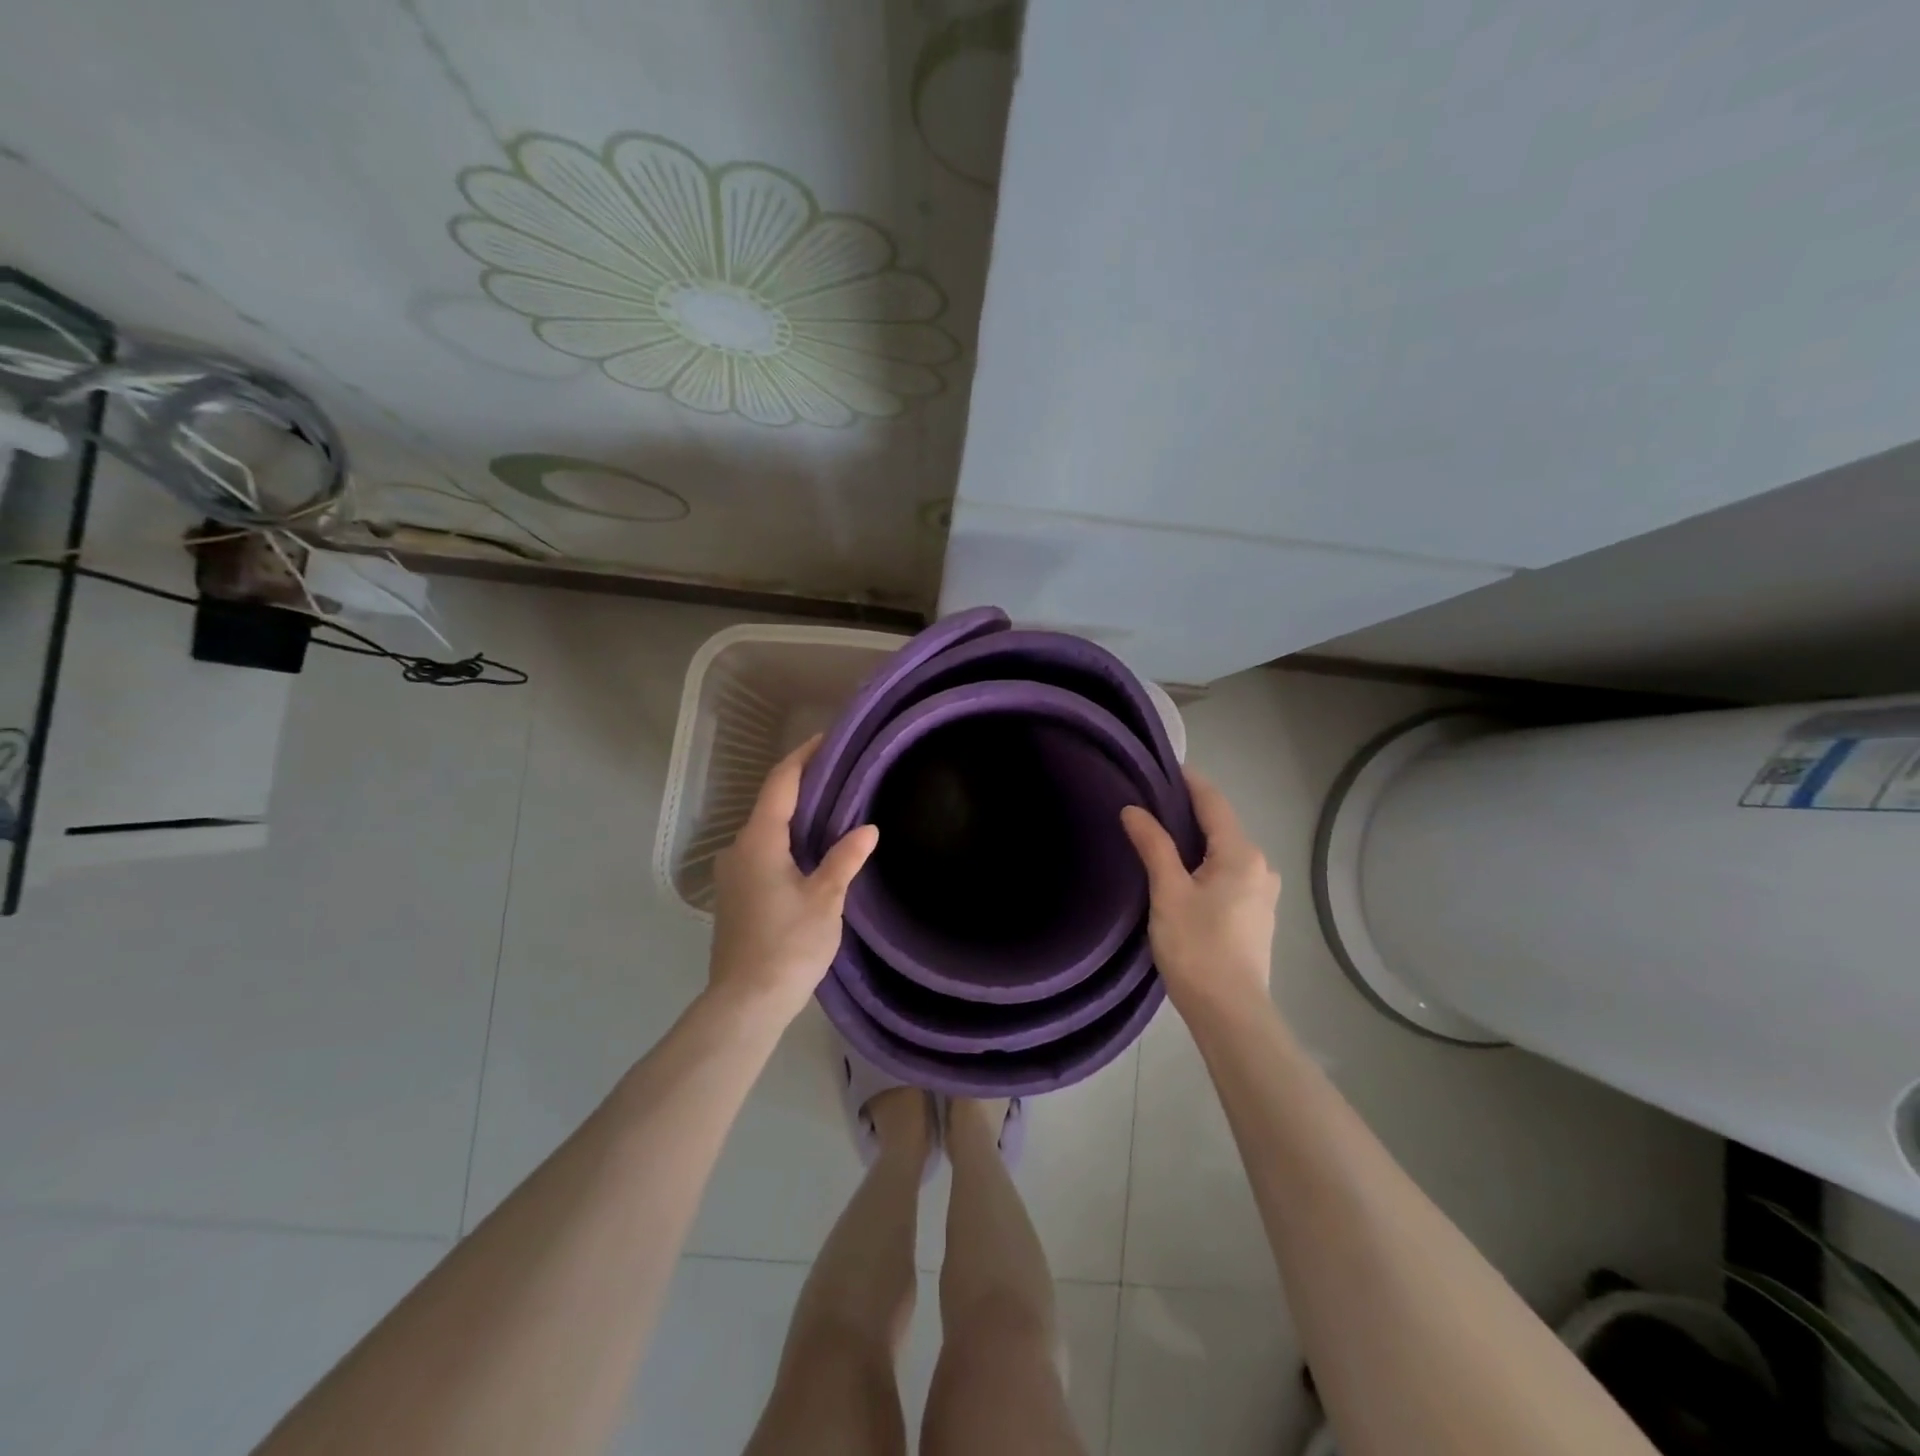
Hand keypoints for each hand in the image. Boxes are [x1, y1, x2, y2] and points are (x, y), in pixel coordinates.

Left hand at [708, 737, 879, 1023]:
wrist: (745, 1002)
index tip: (826, 739)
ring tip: (832, 810)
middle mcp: (738, 849)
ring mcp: (732, 873)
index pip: (780, 783)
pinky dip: (786, 841)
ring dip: (795, 816)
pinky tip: (810, 852)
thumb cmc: (788, 945)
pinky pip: (762, 852)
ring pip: (766, 831)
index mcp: (759, 841)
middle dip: (803, 786)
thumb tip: (867, 828)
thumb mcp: (825, 899)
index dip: (802, 757)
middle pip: (771, 804)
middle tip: (840, 775)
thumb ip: (845, 859)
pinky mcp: (735, 895)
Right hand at [1120, 771, 1280, 1018]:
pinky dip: (1205, 865)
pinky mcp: (1257, 915)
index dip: (1189, 781)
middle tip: (1149, 803)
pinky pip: (1228, 874)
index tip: (1163, 766)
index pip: (1213, 802)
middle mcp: (1260, 866)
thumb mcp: (1168, 892)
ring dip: (1195, 841)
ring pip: (1224, 853)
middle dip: (1188, 812)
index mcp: (1241, 854)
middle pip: (1220, 826)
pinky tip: (1181, 875)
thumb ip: (1153, 846)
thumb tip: (1134, 809)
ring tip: (1159, 838)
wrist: (1231, 1013)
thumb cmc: (1197, 947)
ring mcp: (1262, 893)